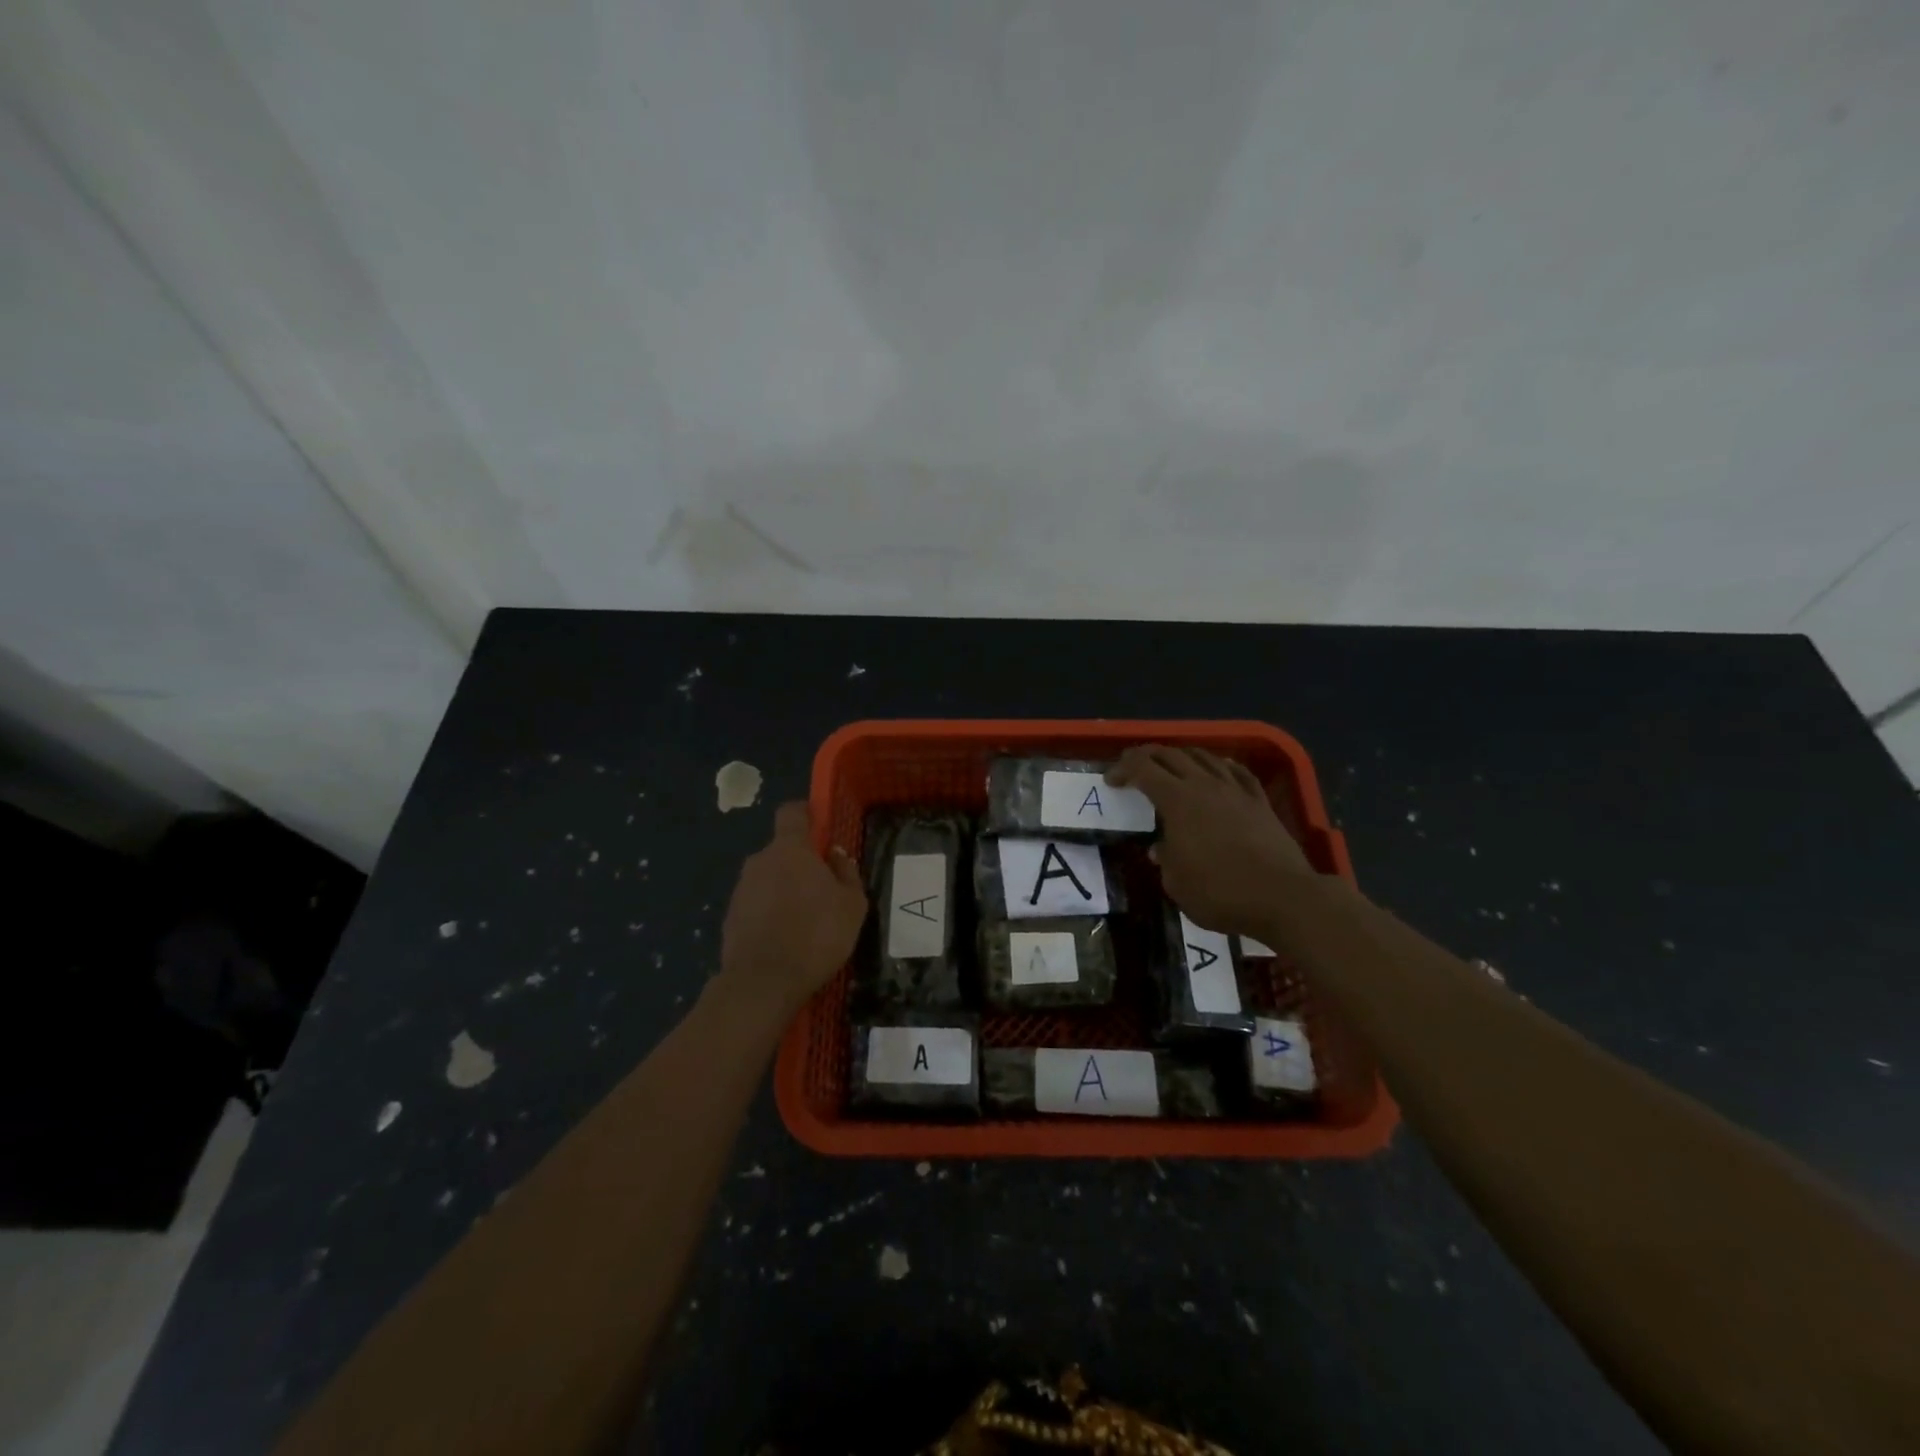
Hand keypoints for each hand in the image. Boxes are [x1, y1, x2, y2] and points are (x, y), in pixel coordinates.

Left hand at [719, 802, 867, 1014]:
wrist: (763, 983)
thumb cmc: (816, 934)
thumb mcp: (852, 904)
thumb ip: (846, 873)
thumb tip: (836, 855)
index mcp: (790, 850)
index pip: (792, 812)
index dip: (806, 814)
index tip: (819, 826)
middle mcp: (760, 861)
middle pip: (781, 850)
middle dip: (800, 863)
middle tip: (823, 889)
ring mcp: (741, 890)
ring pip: (768, 879)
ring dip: (785, 890)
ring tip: (805, 921)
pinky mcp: (730, 918)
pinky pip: (756, 905)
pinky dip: (770, 914)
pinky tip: (786, 939)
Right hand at [1108, 746, 1311, 935]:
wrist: (1282, 897)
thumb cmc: (1220, 892)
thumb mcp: (1177, 883)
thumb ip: (1165, 859)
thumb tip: (1162, 848)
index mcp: (1177, 801)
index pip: (1143, 770)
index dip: (1123, 769)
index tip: (1111, 780)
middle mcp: (1204, 786)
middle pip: (1171, 755)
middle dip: (1147, 756)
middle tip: (1133, 765)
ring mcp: (1235, 791)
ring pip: (1204, 757)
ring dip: (1182, 756)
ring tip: (1172, 765)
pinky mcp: (1260, 802)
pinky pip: (1237, 772)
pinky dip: (1220, 765)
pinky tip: (1218, 770)